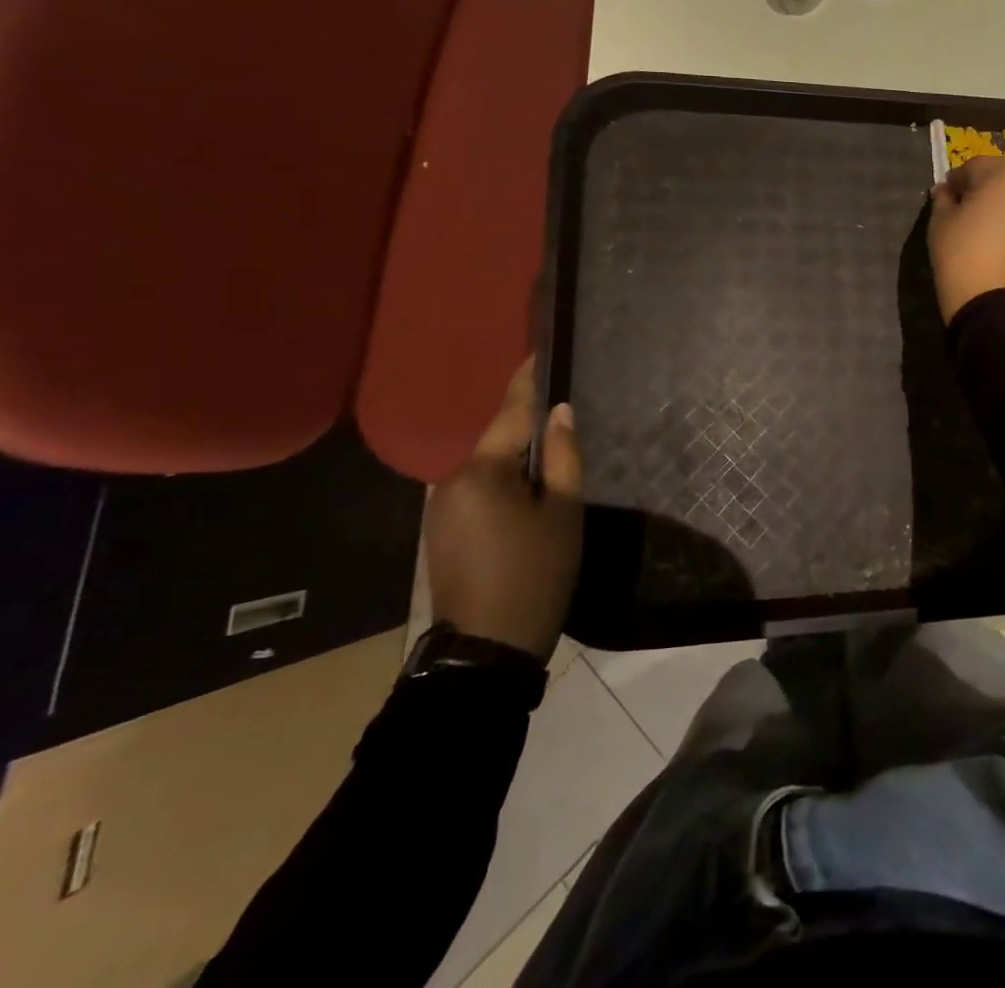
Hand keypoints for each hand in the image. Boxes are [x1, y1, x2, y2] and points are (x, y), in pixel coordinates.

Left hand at [423, 359, 583, 661]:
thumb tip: (559, 411)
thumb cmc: (535, 574)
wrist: (487, 652)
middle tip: (562, 417)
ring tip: (550, 459)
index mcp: (482, 472)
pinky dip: (503, 485)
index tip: (538, 351)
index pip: (511, 413)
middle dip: (527, 429)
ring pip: (488, 469)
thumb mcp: (563, 512)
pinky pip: (478, 492)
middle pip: (499, 442)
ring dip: (515, 461)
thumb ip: (562, 456)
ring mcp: (441, 509)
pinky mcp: (441, 532)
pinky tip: (526, 497)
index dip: (527, 381)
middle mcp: (451, 481)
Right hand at [927, 154, 1004, 324]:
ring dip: (999, 203)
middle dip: (981, 187)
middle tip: (962, 212)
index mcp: (1002, 174)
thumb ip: (942, 199)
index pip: (972, 166)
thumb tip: (946, 191)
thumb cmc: (963, 257)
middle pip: (1000, 175)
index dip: (954, 182)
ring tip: (981, 228)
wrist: (999, 305)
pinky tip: (998, 241)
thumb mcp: (940, 224)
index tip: (942, 201)